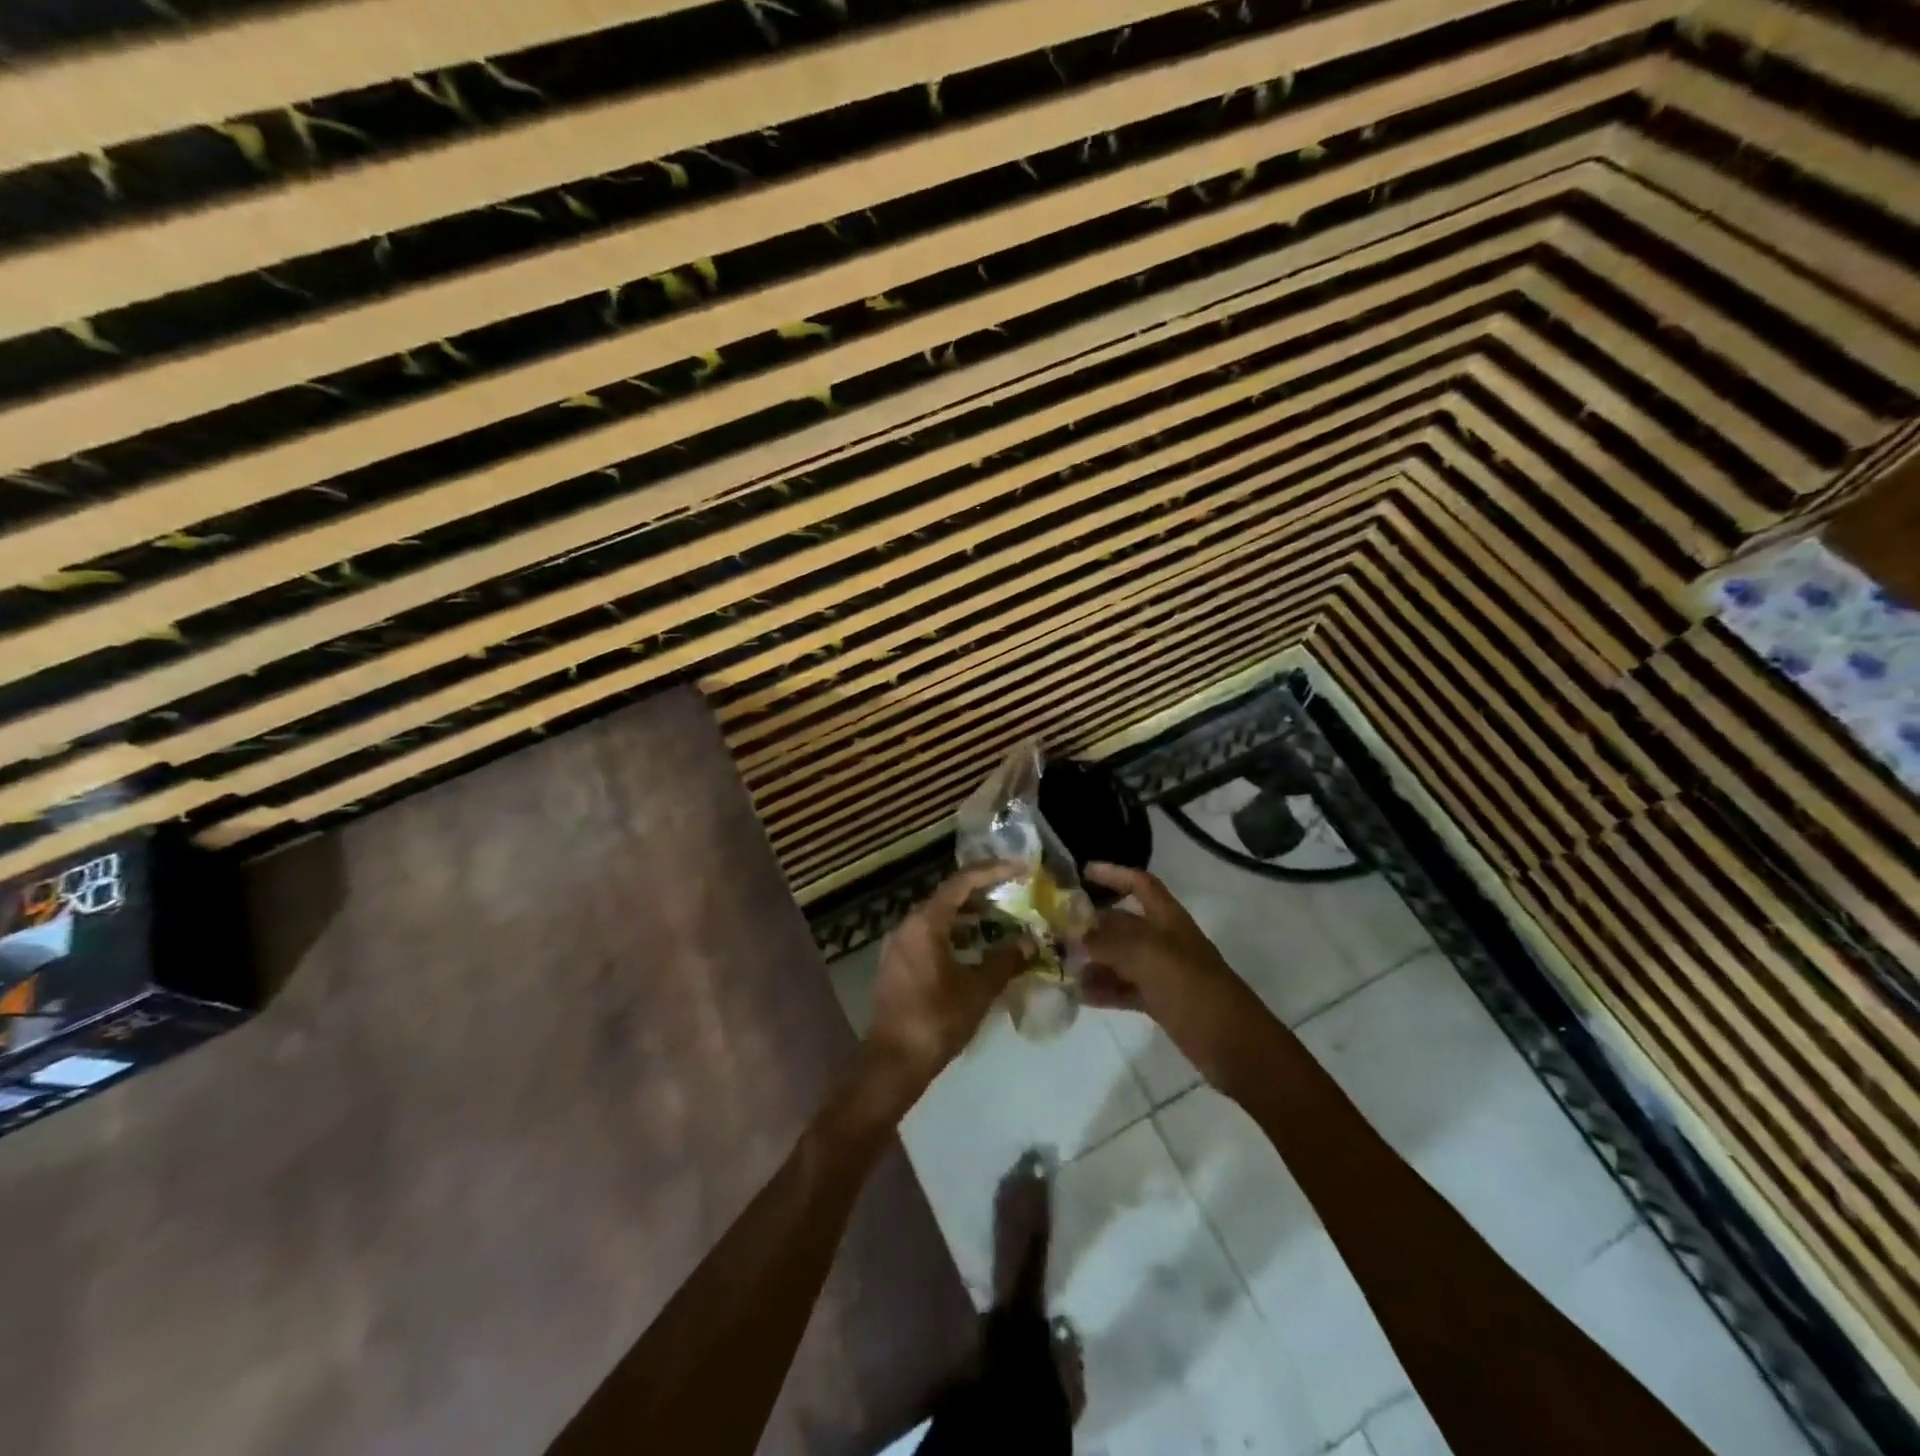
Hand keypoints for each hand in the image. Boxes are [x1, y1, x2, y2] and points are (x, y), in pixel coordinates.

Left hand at [862, 863, 1026, 1103]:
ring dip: (968, 915)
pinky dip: (954, 933)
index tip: (1020, 869)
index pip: (961, 882)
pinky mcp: (897, 964)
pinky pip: (929, 935)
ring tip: (1000, 918)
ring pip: (938, 917)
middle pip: (948, 896)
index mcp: (924, 923)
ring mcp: (898, 945)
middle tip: (1013, 892)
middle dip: (982, 892)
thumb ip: (1005, 961)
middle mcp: (907, 926)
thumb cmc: (936, 1019)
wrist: (893, 1062)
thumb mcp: (978, 989)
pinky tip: (976, 947)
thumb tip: (1029, 943)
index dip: (992, 871)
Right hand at [1080, 861, 1275, 1091]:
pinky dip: (1104, 988)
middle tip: (1055, 926)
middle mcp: (1165, 941)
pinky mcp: (1162, 1003)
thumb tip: (1073, 933)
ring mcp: (1164, 974)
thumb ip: (1109, 941)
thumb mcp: (1150, 958)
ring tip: (1060, 963)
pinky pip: (1126, 988)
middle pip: (1124, 922)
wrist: (1238, 1049)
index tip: (1081, 872)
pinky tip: (1078, 993)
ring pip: (1121, 957)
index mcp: (1169, 921)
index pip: (1140, 883)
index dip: (1113, 874)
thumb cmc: (1196, 992)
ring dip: (1093, 958)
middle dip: (1092, 921)